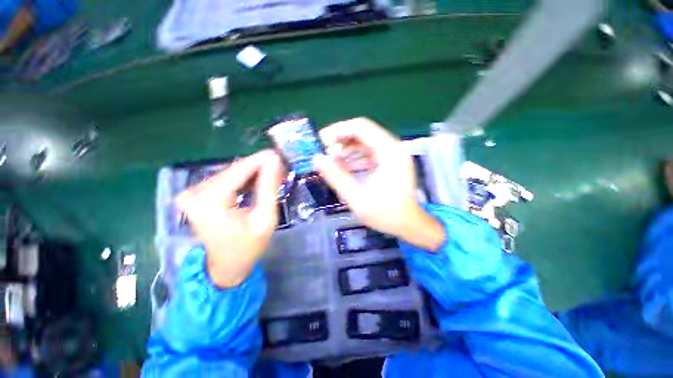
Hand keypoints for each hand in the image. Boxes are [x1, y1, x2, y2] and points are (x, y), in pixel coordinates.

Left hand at [176, 150, 283, 287]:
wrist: (225, 267)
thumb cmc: (248, 247)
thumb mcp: (265, 218)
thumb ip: (269, 187)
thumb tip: (275, 160)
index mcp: (209, 202)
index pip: (238, 170)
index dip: (260, 160)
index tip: (279, 153)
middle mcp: (194, 193)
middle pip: (233, 170)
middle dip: (258, 166)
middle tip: (280, 165)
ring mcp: (191, 193)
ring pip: (229, 173)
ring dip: (252, 172)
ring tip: (273, 172)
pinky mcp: (195, 195)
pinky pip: (224, 180)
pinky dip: (242, 179)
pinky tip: (258, 180)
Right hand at [314, 118, 444, 250]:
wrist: (409, 225)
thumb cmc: (386, 213)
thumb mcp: (357, 197)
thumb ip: (336, 176)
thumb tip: (317, 158)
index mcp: (389, 151)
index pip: (360, 127)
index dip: (338, 130)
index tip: (321, 141)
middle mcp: (392, 147)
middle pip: (362, 133)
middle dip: (340, 142)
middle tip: (324, 153)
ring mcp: (392, 155)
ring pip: (364, 143)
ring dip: (347, 151)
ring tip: (331, 163)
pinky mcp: (389, 163)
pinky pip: (368, 154)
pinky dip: (355, 159)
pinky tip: (344, 169)